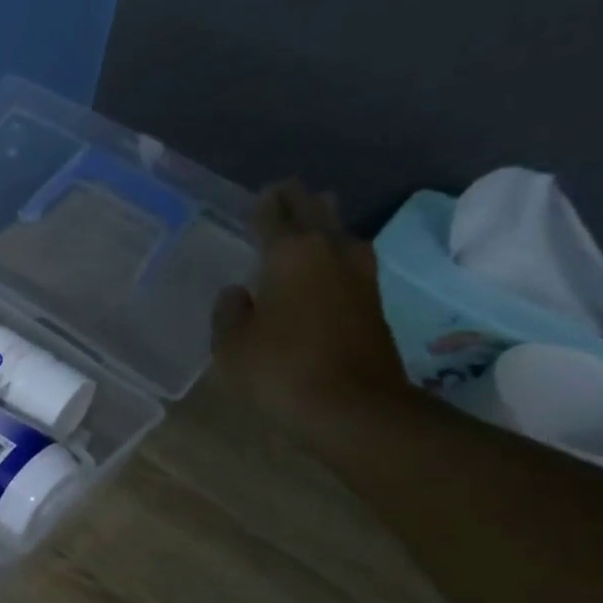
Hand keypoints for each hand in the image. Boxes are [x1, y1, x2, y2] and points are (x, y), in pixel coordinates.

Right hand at [212, 180, 410, 440]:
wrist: (353, 408)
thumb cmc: (281, 370)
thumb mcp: (232, 345)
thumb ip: (229, 312)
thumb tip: (238, 293)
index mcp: (290, 253)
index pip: (273, 215)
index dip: (262, 204)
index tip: (257, 196)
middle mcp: (329, 251)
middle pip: (315, 211)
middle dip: (297, 200)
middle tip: (283, 193)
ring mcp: (359, 274)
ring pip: (339, 232)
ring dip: (324, 222)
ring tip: (309, 219)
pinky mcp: (373, 301)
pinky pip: (349, 260)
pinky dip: (334, 253)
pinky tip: (325, 263)